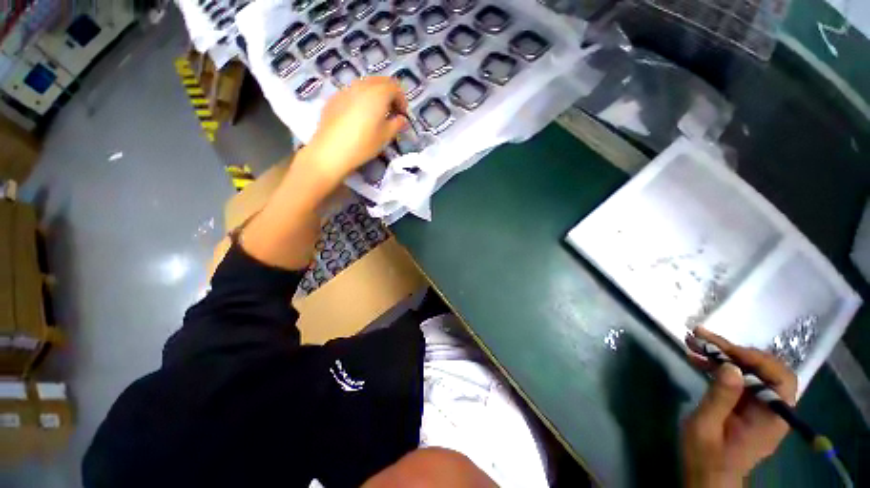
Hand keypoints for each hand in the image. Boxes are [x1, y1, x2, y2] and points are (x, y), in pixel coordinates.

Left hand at [306, 77, 408, 181]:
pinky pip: (352, 92)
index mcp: (377, 94)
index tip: (402, 115)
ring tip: (376, 114)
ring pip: (365, 85)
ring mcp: (345, 90)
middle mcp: (361, 86)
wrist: (331, 151)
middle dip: (389, 94)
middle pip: (380, 81)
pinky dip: (361, 99)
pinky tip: (359, 116)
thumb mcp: (385, 136)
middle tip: (392, 111)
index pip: (395, 87)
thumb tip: (402, 119)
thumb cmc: (363, 144)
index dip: (402, 100)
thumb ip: (397, 124)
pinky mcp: (334, 98)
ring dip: (375, 95)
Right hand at [682, 328, 796, 487]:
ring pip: (749, 371)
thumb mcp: (706, 428)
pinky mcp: (746, 405)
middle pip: (763, 370)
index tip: (724, 350)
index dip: (756, 359)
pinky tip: (697, 359)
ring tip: (693, 342)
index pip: (779, 379)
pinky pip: (738, 379)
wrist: (707, 477)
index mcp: (770, 418)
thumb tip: (731, 367)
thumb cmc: (706, 457)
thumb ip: (720, 398)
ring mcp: (759, 407)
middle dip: (733, 351)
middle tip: (701, 337)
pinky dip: (719, 366)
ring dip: (722, 355)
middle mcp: (772, 409)